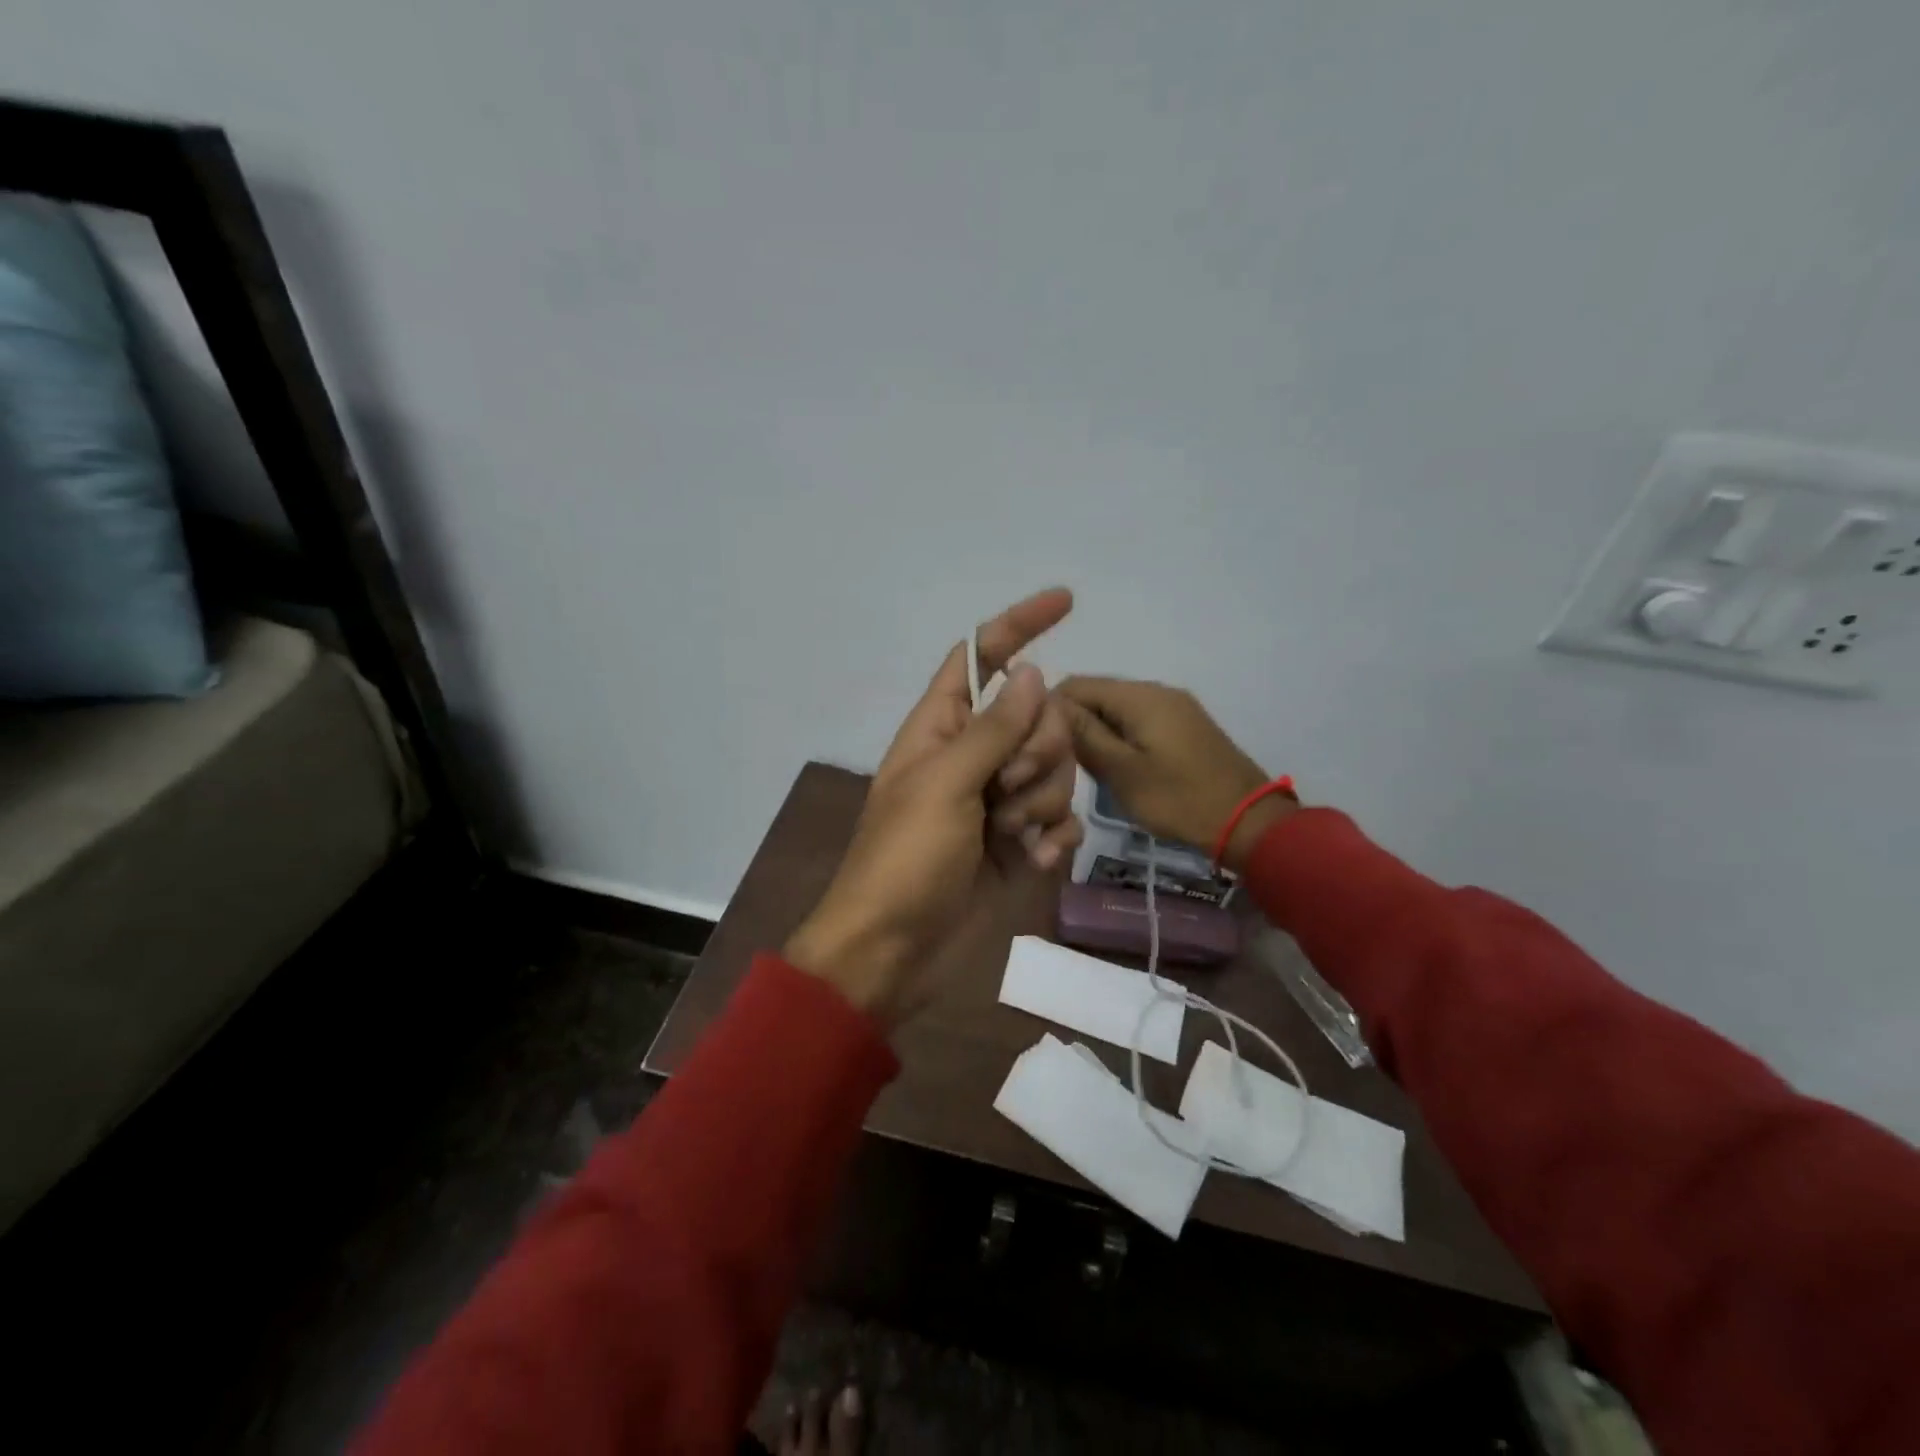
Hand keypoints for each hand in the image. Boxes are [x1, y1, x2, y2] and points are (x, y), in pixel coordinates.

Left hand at [786, 590, 1081, 1026]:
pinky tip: (1035, 860)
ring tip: (1008, 835)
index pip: (979, 656)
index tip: (1066, 600)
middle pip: (1035, 714)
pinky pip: (1060, 818)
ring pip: (1054, 768)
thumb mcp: (944, 785)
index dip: (1017, 624)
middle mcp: (971, 755)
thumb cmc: (905, 861)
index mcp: (940, 727)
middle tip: (1005, 787)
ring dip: (1041, 800)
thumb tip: (1032, 673)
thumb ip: (993, 729)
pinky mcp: (1017, 842)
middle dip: (1037, 748)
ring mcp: (996, 800)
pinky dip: (1054, 837)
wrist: (894, 953)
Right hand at [1055, 677, 1296, 871]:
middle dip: (1071, 724)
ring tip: (1083, 770)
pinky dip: (1117, 740)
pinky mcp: (1183, 727)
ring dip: (1094, 734)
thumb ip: (1083, 734)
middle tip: (1058, 764)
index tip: (1035, 747)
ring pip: (1114, 710)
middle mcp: (1155, 691)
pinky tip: (1114, 769)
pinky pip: (1136, 722)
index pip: (1074, 684)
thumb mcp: (1122, 771)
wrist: (1249, 822)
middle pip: (1095, 695)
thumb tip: (1047, 703)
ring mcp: (1173, 708)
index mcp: (1139, 696)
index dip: (1048, 711)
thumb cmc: (1179, 799)